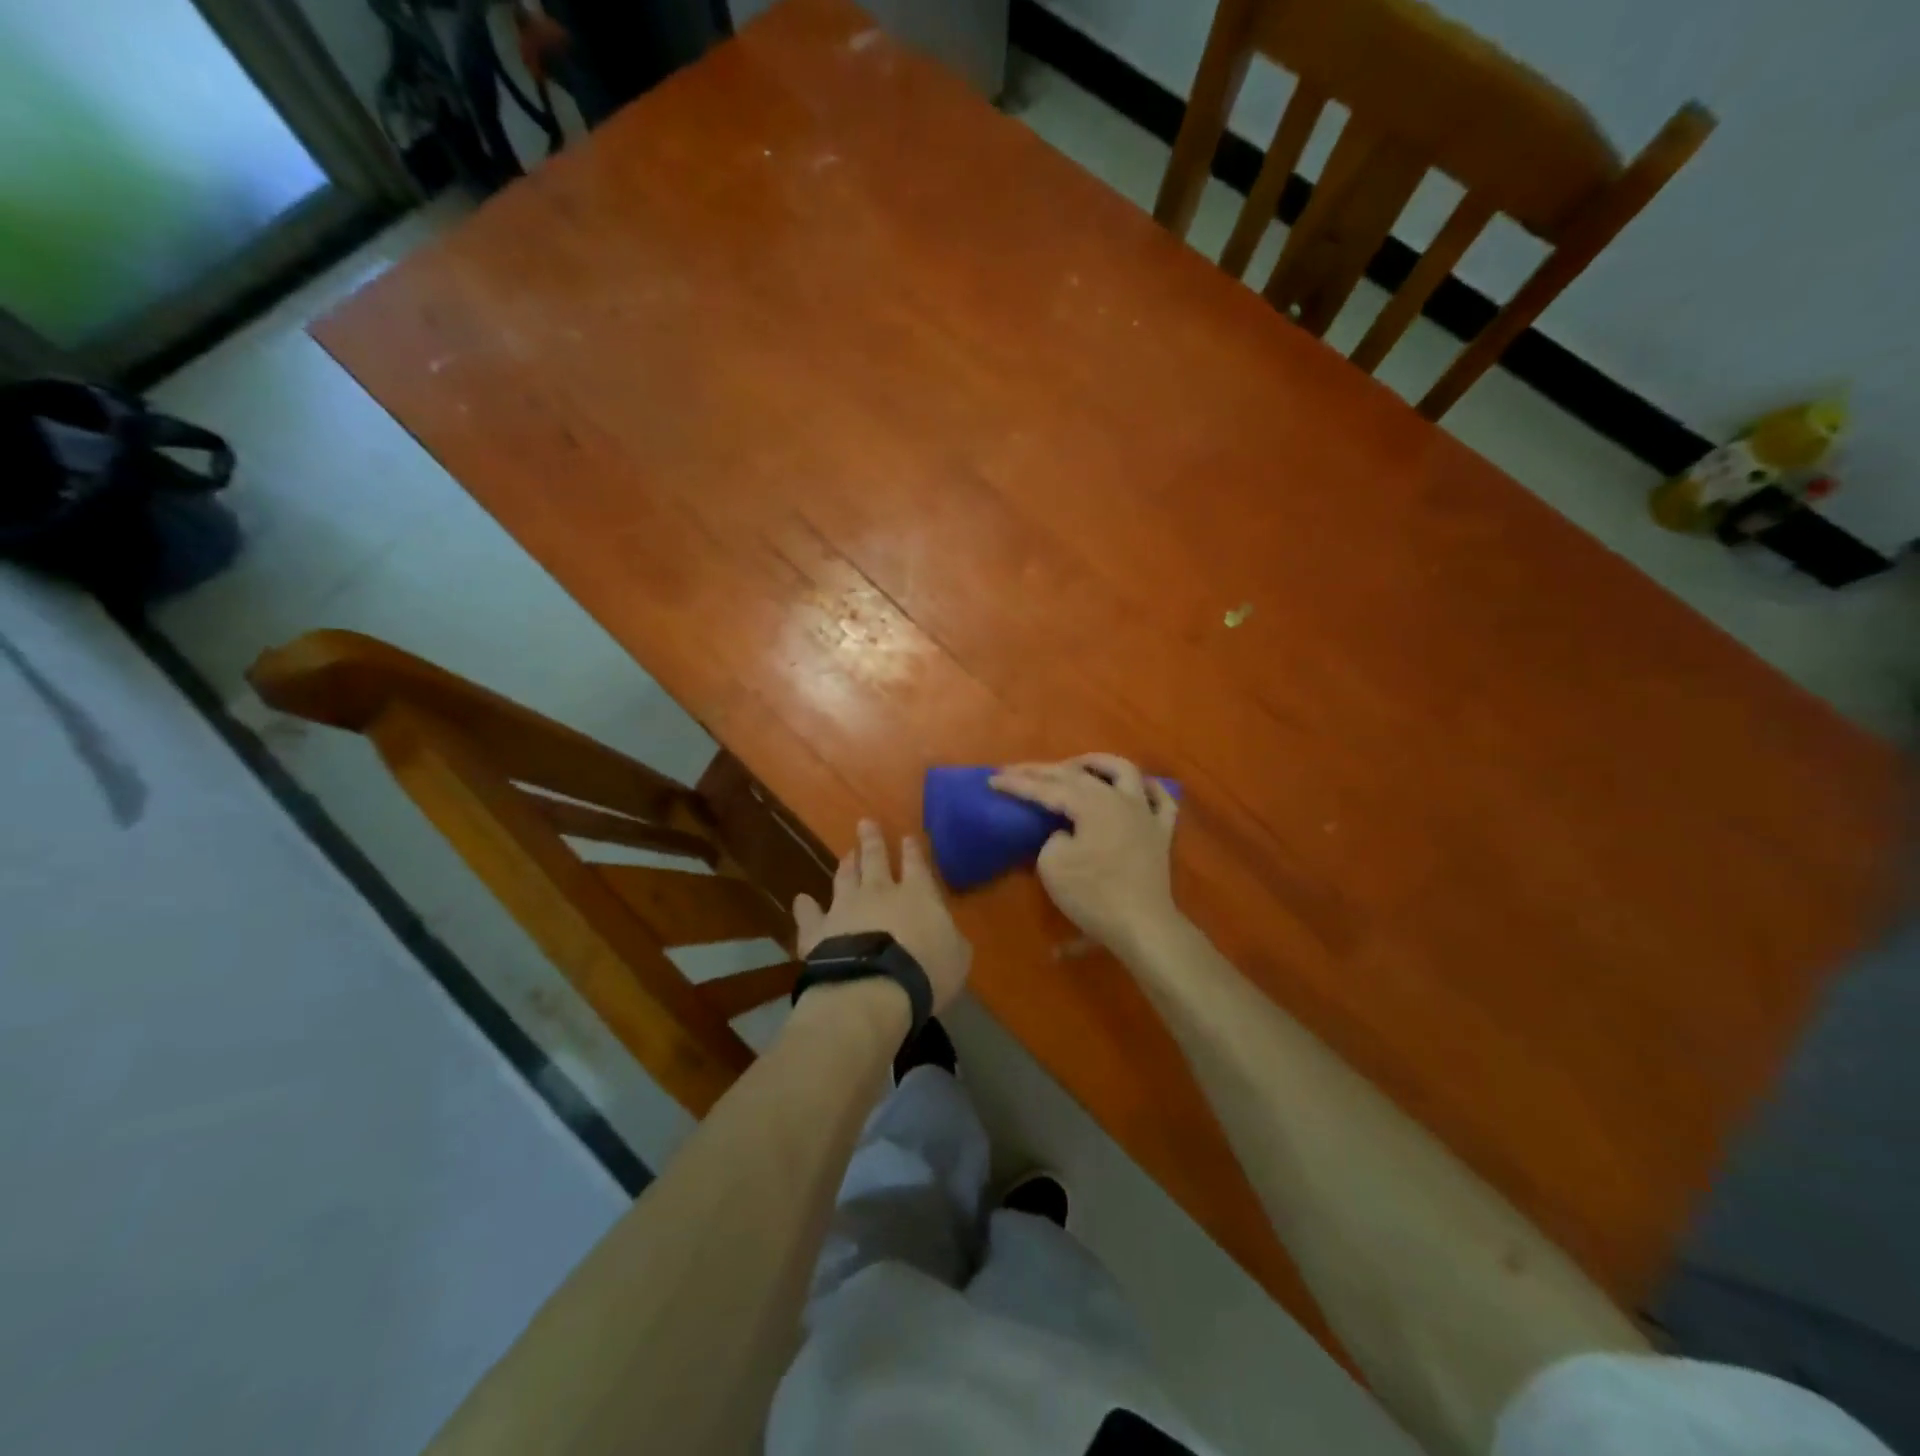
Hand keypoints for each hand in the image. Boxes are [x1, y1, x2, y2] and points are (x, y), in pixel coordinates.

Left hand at [793, 820, 971, 1013]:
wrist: (874, 989)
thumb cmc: (926, 972)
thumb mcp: (957, 956)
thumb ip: (950, 938)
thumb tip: (945, 932)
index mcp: (918, 894)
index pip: (916, 864)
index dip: (912, 850)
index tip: (907, 836)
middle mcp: (879, 892)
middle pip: (875, 859)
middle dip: (872, 840)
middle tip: (865, 823)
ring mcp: (845, 908)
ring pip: (844, 878)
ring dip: (846, 865)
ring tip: (847, 854)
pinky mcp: (818, 931)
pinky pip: (810, 915)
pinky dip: (805, 907)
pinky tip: (801, 900)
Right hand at [990, 755, 1180, 954]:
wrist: (1142, 925)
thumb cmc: (1094, 896)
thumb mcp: (1053, 866)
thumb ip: (1052, 838)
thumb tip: (1065, 833)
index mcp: (1091, 803)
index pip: (1046, 788)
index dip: (1018, 784)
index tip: (993, 780)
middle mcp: (1119, 798)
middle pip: (1077, 775)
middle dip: (1043, 771)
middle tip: (1016, 770)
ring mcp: (1145, 813)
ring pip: (1124, 771)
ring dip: (1097, 763)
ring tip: (1076, 765)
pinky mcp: (1161, 832)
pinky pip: (1160, 800)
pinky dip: (1147, 789)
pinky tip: (1138, 787)